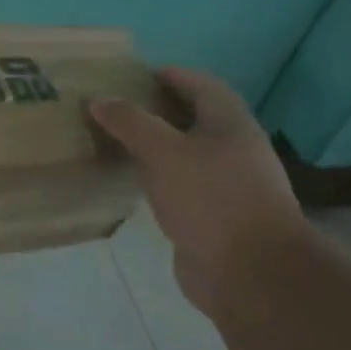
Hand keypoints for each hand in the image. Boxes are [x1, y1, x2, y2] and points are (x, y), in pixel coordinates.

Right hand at [90, 67, 303, 316]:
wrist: (251, 274)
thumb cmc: (211, 199)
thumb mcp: (163, 152)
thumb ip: (130, 122)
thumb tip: (99, 100)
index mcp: (231, 124)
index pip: (201, 85)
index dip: (170, 75)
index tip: (134, 75)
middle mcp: (234, 150)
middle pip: (194, 118)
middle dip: (158, 110)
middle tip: (117, 108)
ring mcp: (227, 186)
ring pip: (186, 154)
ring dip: (156, 146)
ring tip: (117, 141)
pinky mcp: (215, 216)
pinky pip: (182, 185)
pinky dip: (158, 177)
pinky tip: (133, 182)